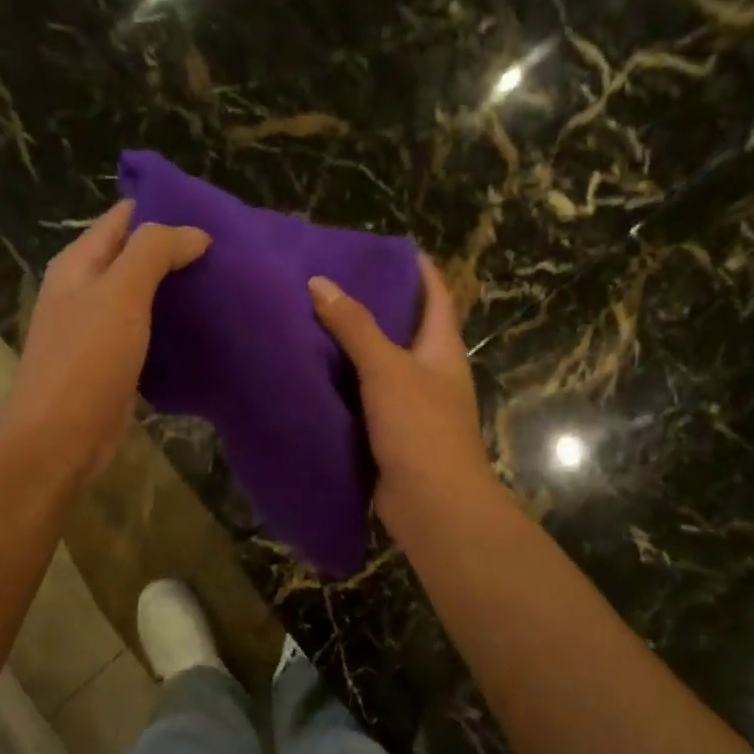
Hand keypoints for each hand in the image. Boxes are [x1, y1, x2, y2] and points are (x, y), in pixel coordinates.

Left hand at [4, 201, 209, 485]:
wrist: (59, 438)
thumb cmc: (87, 359)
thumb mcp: (121, 293)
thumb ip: (154, 252)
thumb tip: (195, 232)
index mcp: (79, 263)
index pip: (124, 217)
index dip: (163, 209)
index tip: (212, 214)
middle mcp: (85, 289)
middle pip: (134, 255)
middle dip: (176, 249)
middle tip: (227, 251)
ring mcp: (97, 327)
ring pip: (143, 294)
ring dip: (177, 288)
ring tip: (224, 283)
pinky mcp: (113, 361)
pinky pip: (147, 329)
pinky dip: (172, 324)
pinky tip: (203, 326)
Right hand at [308, 255, 495, 539]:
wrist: (433, 506)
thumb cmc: (420, 428)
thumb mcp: (387, 369)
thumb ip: (354, 326)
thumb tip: (319, 282)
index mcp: (442, 349)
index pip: (437, 296)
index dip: (419, 270)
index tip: (389, 248)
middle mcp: (431, 372)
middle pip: (405, 328)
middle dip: (374, 305)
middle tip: (331, 283)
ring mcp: (412, 406)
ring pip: (380, 365)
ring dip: (353, 347)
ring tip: (312, 321)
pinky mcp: (390, 434)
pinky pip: (364, 399)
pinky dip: (343, 385)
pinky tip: (312, 375)